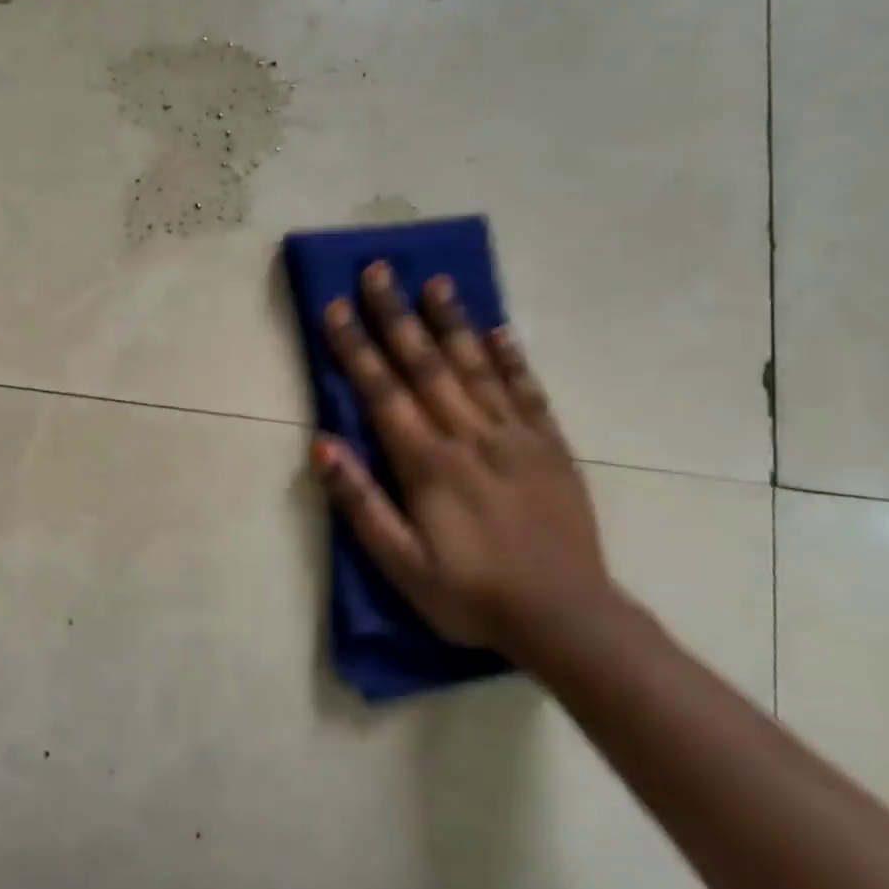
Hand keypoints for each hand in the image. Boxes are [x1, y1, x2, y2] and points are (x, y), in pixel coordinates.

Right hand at [312, 263, 611, 653]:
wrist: (566, 618)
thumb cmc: (469, 595)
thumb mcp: (400, 563)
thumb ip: (360, 502)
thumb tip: (322, 444)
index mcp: (428, 465)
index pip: (382, 393)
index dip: (356, 348)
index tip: (335, 308)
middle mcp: (470, 437)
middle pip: (426, 366)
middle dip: (397, 316)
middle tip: (379, 270)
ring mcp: (516, 438)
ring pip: (477, 367)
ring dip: (452, 322)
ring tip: (435, 282)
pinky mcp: (550, 447)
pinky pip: (528, 391)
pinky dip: (511, 357)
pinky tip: (497, 330)